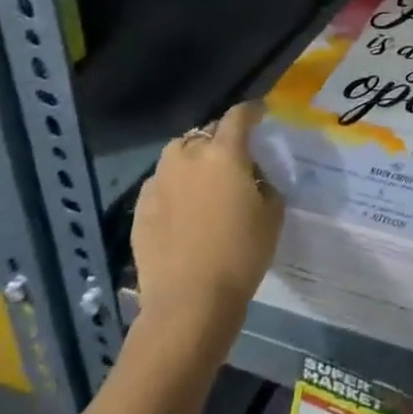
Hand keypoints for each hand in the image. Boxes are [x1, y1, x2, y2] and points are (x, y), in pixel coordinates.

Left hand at [132, 101, 282, 327]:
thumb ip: (265, 185)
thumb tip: (253, 178)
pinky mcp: (140, 207)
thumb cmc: (241, 254)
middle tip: (234, 157)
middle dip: (221, 138)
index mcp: (224, 153)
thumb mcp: (272, 215)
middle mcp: (188, 157)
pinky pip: (161, 182)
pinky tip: (183, 206)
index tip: (260, 113)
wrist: (188, 302)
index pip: (238, 116)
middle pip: (205, 132)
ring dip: (193, 157)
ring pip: (178, 154)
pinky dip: (174, 184)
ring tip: (205, 178)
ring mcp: (159, 181)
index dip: (252, 111)